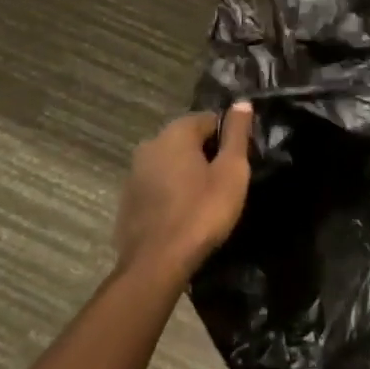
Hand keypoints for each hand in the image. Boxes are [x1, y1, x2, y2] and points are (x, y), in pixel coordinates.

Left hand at [114, 103, 254, 282]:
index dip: (228, 140)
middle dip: (207, 156)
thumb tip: (242, 102)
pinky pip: (157, 185)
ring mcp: (134, 171)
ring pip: (171, 163)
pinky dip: (170, 192)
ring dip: (187, 174)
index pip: (210, 120)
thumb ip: (237, 134)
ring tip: (204, 202)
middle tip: (224, 185)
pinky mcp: (127, 198)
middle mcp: (151, 143)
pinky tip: (182, 215)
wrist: (155, 266)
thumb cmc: (200, 213)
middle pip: (189, 140)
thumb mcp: (231, 172)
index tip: (237, 165)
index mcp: (175, 131)